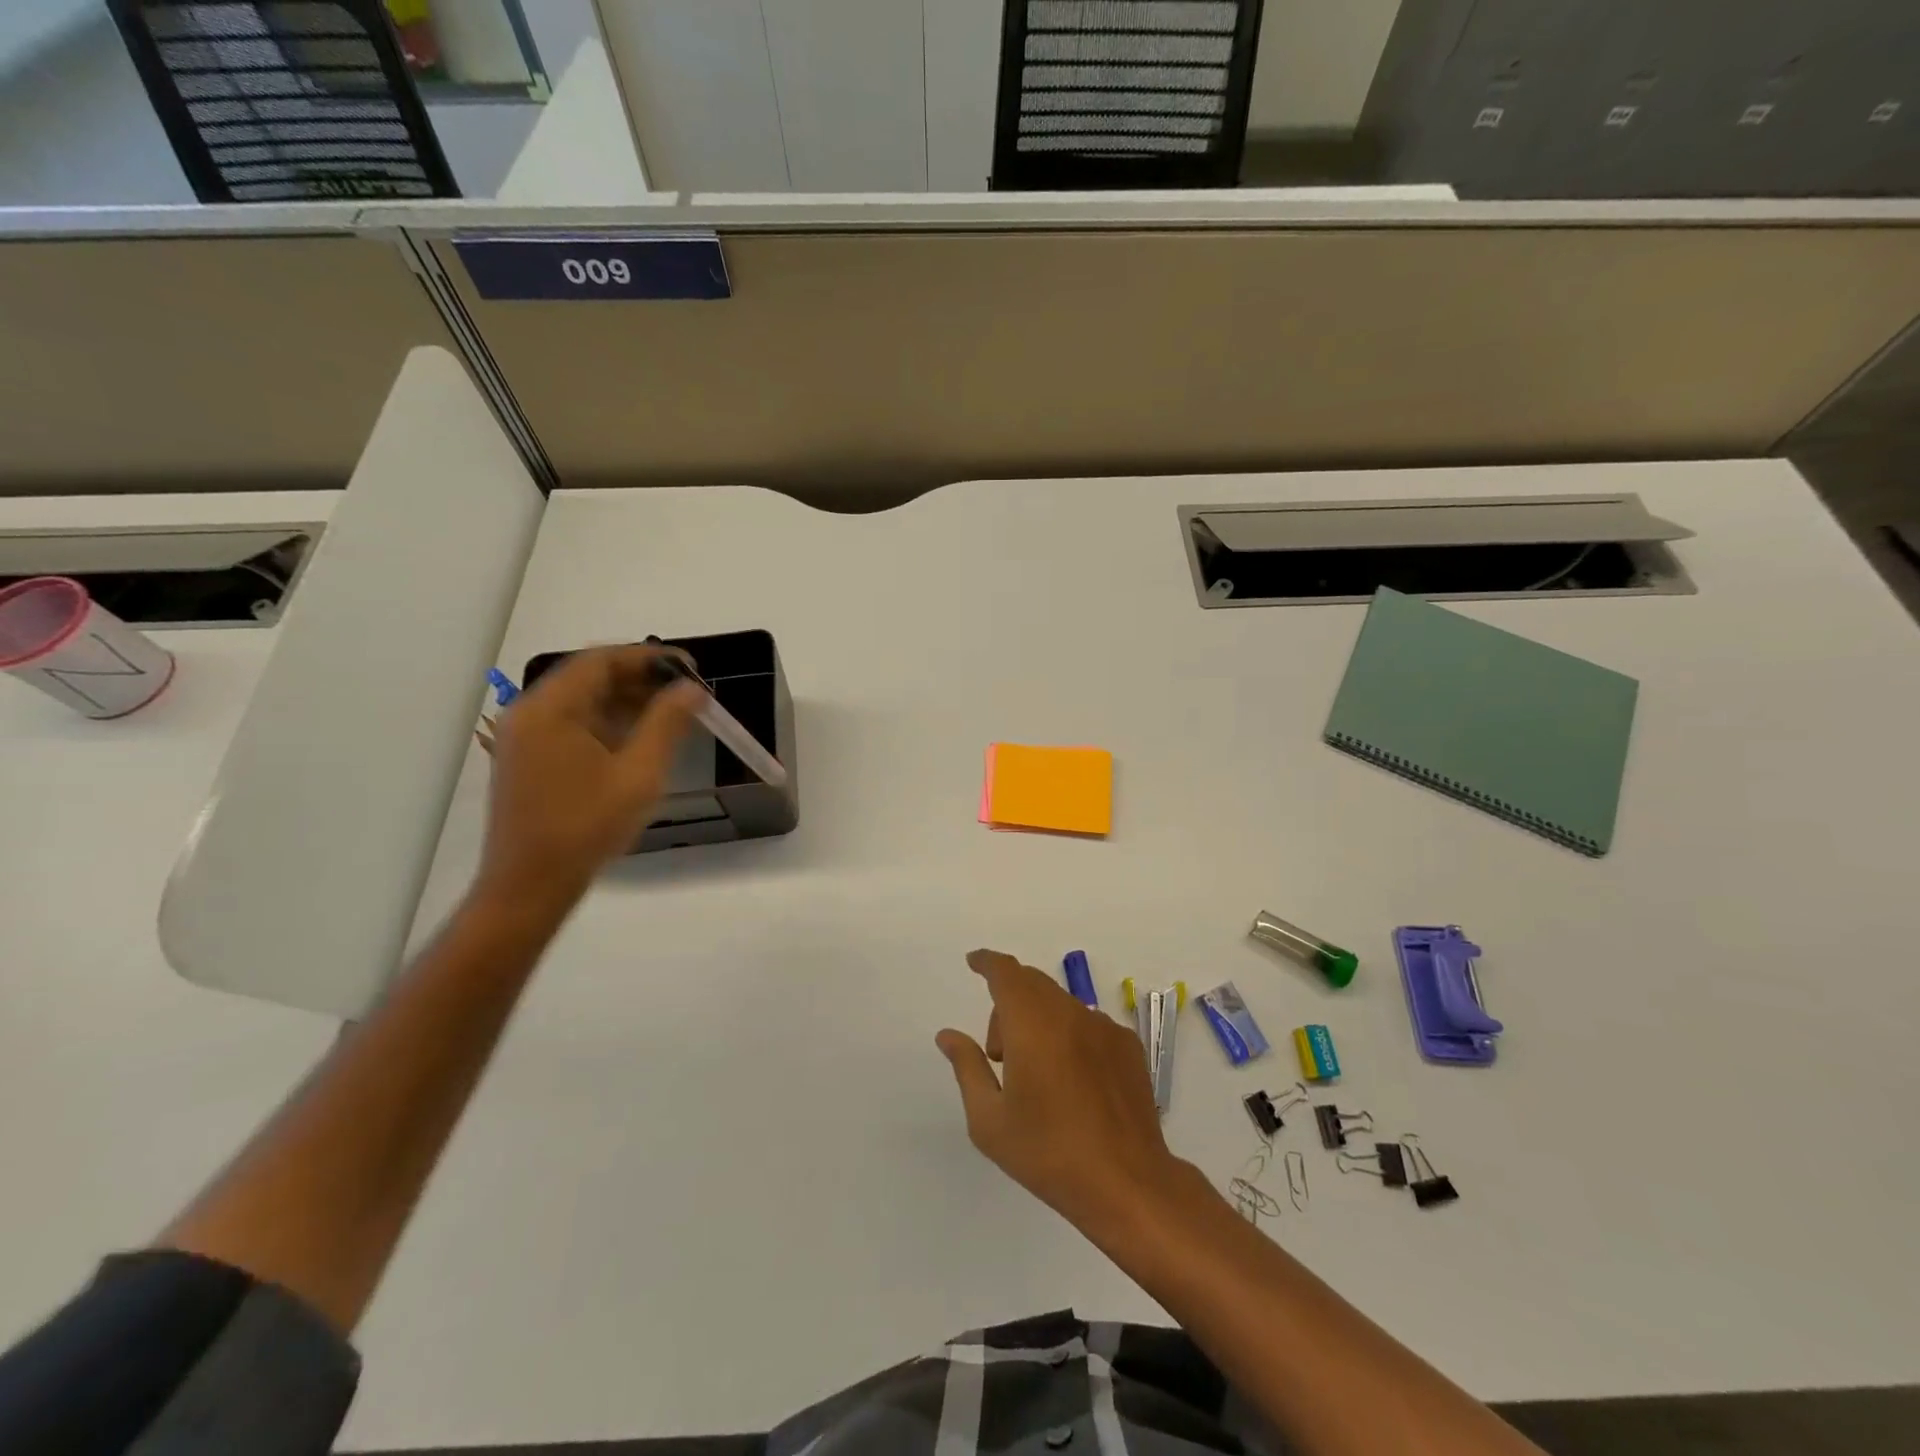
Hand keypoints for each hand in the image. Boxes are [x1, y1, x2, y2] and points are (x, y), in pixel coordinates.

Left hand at [475, 646, 700, 915]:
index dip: (649, 657)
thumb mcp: (639, 774)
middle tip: (687, 692)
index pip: (601, 660)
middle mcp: (530, 714)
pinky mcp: (529, 761)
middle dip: (641, 679)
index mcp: (549, 709)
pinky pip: (574, 726)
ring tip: (674, 715)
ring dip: (627, 702)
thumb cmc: (586, 827)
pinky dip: (609, 724)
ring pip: (583, 702)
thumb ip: (667, 724)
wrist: (530, 887)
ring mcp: (526, 738)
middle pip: (590, 677)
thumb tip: (692, 688)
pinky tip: (642, 740)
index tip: (690, 667)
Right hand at [937, 950, 1189, 1237]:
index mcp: (1031, 1024)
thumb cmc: (1048, 1153)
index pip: (1006, 973)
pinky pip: (1087, 1023)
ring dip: (1038, 1020)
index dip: (987, 962)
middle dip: (1007, 1004)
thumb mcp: (989, 1121)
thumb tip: (948, 1035)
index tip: (974, 963)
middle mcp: (1069, 1013)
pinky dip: (1069, 1035)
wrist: (1126, 1183)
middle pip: (1031, 984)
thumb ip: (967, 1067)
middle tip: (999, 1054)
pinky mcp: (1127, 1045)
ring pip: (1059, 1003)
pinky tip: (1073, 1082)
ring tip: (1037, 1074)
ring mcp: (1104, 1027)